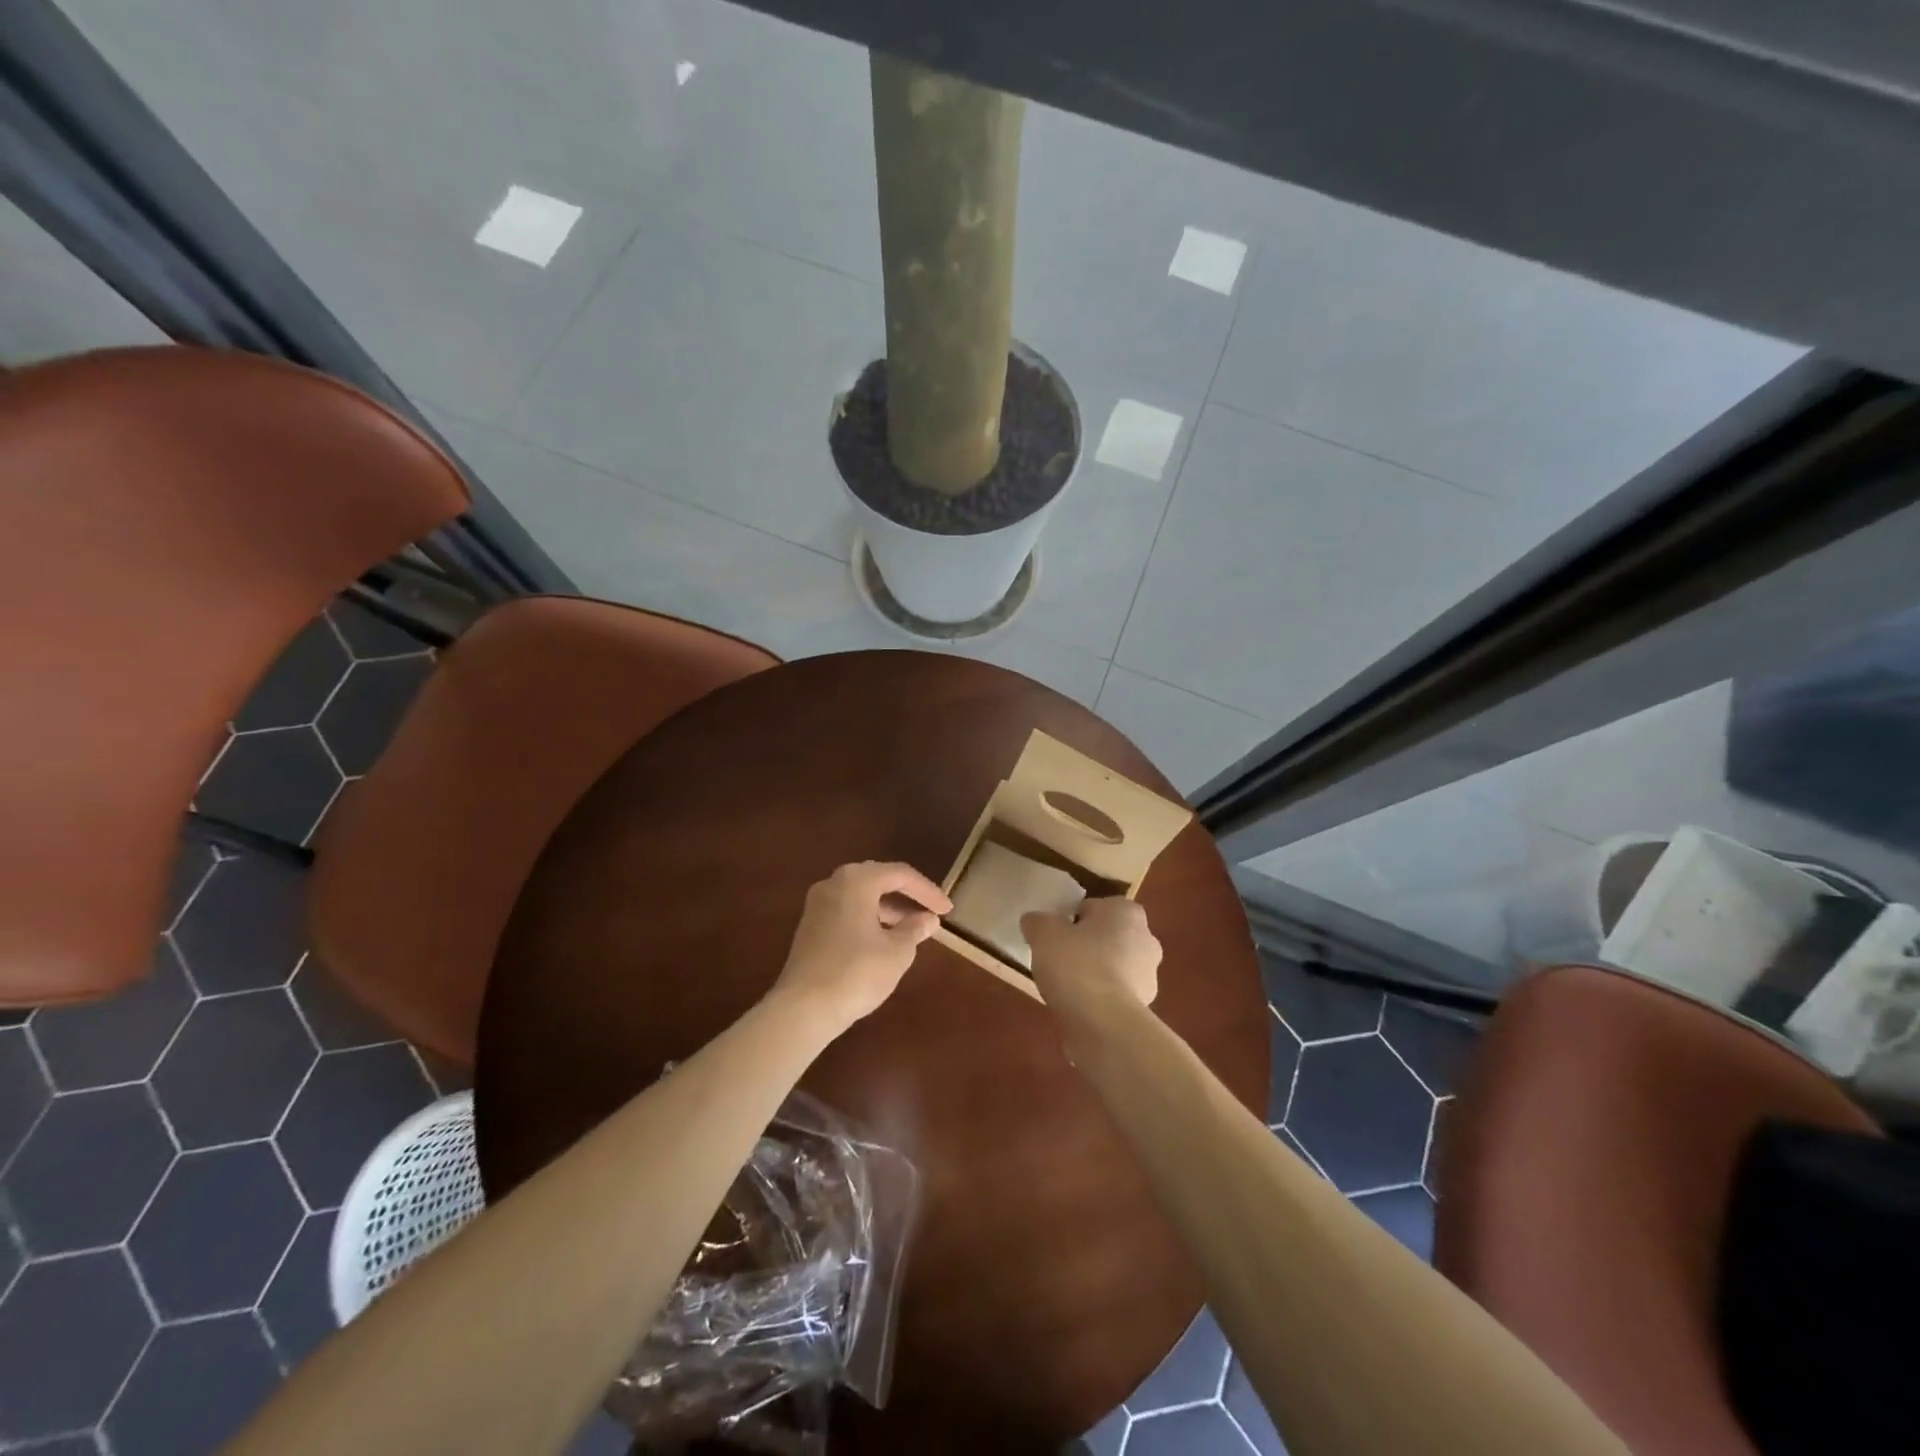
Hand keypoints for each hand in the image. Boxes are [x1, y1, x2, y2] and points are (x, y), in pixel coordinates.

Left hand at [770, 861, 951, 1031]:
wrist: (803, 1008)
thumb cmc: (857, 972)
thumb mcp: (897, 952)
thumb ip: (915, 929)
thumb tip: (928, 919)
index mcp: (856, 881)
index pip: (901, 874)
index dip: (928, 891)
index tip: (948, 910)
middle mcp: (833, 883)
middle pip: (878, 879)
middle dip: (906, 895)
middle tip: (930, 912)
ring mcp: (817, 905)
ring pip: (860, 895)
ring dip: (887, 908)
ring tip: (911, 928)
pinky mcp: (809, 927)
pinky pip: (846, 910)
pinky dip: (868, 918)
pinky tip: (883, 939)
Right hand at [1022, 897, 1161, 1017]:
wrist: (1103, 1024)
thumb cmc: (1077, 965)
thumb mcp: (1044, 933)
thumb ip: (1038, 921)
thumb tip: (1035, 921)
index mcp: (1127, 912)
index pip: (1095, 907)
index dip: (1072, 919)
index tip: (1055, 936)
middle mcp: (1146, 939)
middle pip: (1107, 937)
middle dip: (1087, 946)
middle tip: (1058, 958)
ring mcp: (1149, 977)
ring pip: (1113, 967)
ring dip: (1094, 973)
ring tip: (1064, 987)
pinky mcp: (1144, 1009)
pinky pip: (1114, 995)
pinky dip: (1099, 999)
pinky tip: (1077, 1008)